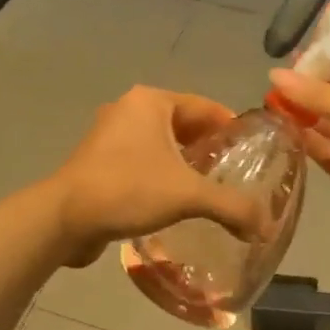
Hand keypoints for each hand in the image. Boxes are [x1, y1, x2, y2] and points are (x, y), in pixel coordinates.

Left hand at [48, 87, 266, 267]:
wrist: (63, 219)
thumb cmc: (128, 189)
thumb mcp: (188, 194)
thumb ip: (231, 206)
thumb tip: (266, 227)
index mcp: (151, 102)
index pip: (205, 106)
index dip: (231, 127)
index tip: (253, 151)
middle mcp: (130, 109)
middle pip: (184, 124)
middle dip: (209, 147)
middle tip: (236, 173)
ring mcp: (110, 135)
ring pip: (161, 144)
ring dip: (185, 163)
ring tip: (211, 189)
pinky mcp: (98, 160)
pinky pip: (142, 160)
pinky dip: (162, 174)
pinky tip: (177, 201)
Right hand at [266, 57, 329, 263]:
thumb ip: (317, 96)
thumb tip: (273, 75)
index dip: (314, 66)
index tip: (279, 67)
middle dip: (301, 92)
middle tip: (262, 91)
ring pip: (322, 124)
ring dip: (297, 117)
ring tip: (261, 110)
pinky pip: (321, 150)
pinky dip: (302, 142)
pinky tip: (275, 133)